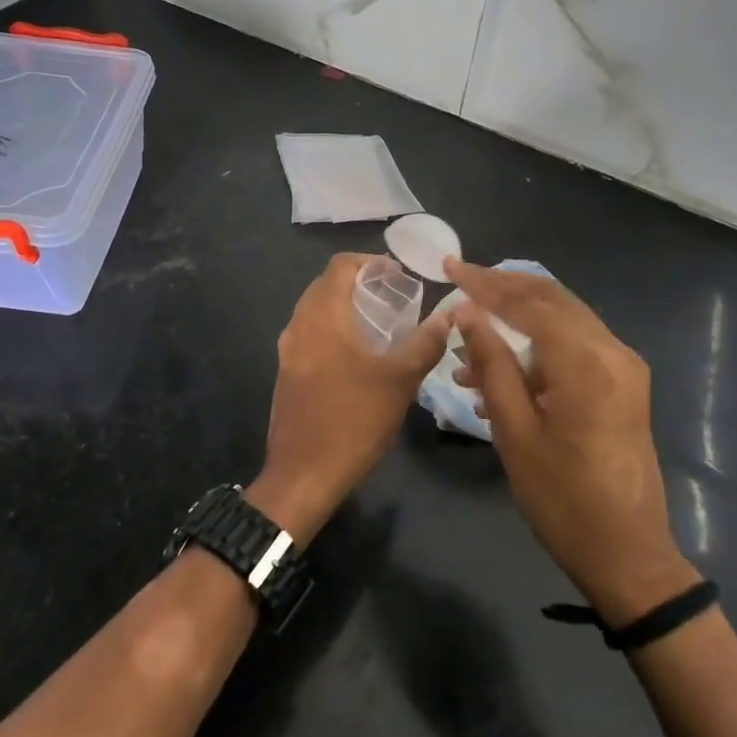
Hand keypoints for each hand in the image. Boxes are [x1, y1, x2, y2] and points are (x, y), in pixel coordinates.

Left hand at [248, 254, 450, 543]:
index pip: (339, 266)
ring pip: (315, 310)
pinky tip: (357, 354)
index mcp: (323, 317)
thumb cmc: (353, 420)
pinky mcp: (286, 373)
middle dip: (357, 283)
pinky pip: (309, 334)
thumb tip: (450, 315)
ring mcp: (288, 351)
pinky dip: (332, 329)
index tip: (396, 274)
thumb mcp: (400, 381)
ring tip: (378, 323)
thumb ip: (425, 343)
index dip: (368, 262)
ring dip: (344, 307)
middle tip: (391, 296)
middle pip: (324, 285)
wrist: (303, 474)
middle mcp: (299, 326)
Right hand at [445, 259, 696, 624]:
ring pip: (563, 319)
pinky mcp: (623, 384)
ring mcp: (623, 367)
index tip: (449, 266)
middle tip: (460, 281)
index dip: (485, 283)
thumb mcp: (515, 431)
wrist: (628, 554)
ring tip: (468, 341)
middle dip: (503, 288)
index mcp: (586, 363)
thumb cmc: (562, 499)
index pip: (529, 303)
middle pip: (551, 299)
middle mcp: (612, 351)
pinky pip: (574, 346)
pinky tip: (499, 371)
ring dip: (517, 319)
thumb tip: (467, 312)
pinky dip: (537, 346)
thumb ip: (492, 364)